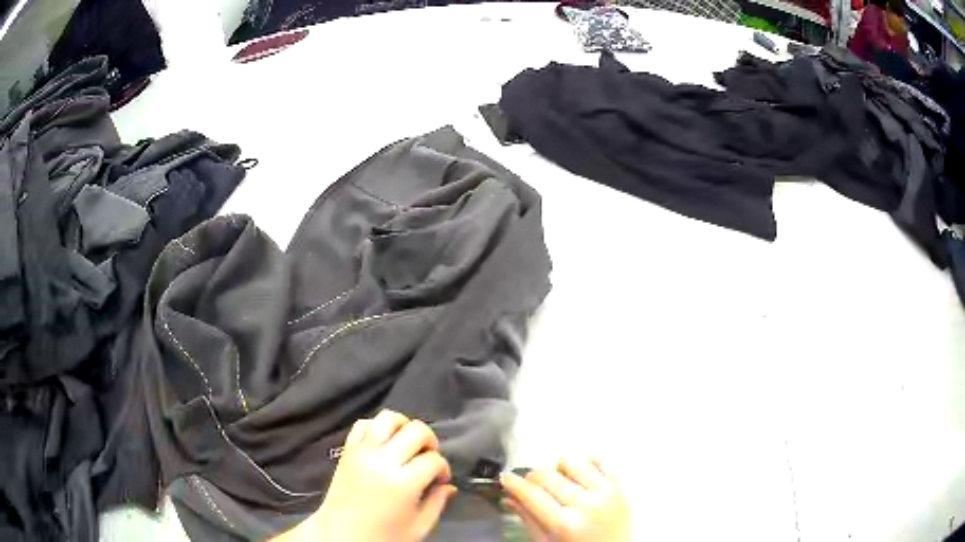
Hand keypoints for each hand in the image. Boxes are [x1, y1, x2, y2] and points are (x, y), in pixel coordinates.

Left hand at [275, 410, 455, 541]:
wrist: (339, 535)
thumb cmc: (382, 536)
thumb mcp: (417, 528)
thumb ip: (437, 504)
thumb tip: (449, 486)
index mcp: (402, 483)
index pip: (434, 460)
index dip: (444, 469)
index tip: (441, 480)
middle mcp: (382, 461)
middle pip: (416, 431)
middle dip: (430, 442)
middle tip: (428, 459)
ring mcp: (362, 452)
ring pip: (388, 418)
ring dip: (404, 427)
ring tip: (408, 445)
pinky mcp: (347, 450)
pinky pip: (362, 424)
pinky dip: (377, 427)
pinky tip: (384, 443)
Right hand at [501, 458, 630, 541]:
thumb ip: (529, 520)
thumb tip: (509, 497)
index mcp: (565, 524)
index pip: (532, 494)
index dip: (514, 483)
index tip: (505, 478)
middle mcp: (587, 504)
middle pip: (548, 476)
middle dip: (533, 477)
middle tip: (530, 484)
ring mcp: (607, 492)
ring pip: (572, 462)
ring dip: (560, 469)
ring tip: (560, 482)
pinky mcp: (622, 485)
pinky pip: (602, 460)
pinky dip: (587, 464)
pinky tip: (581, 476)